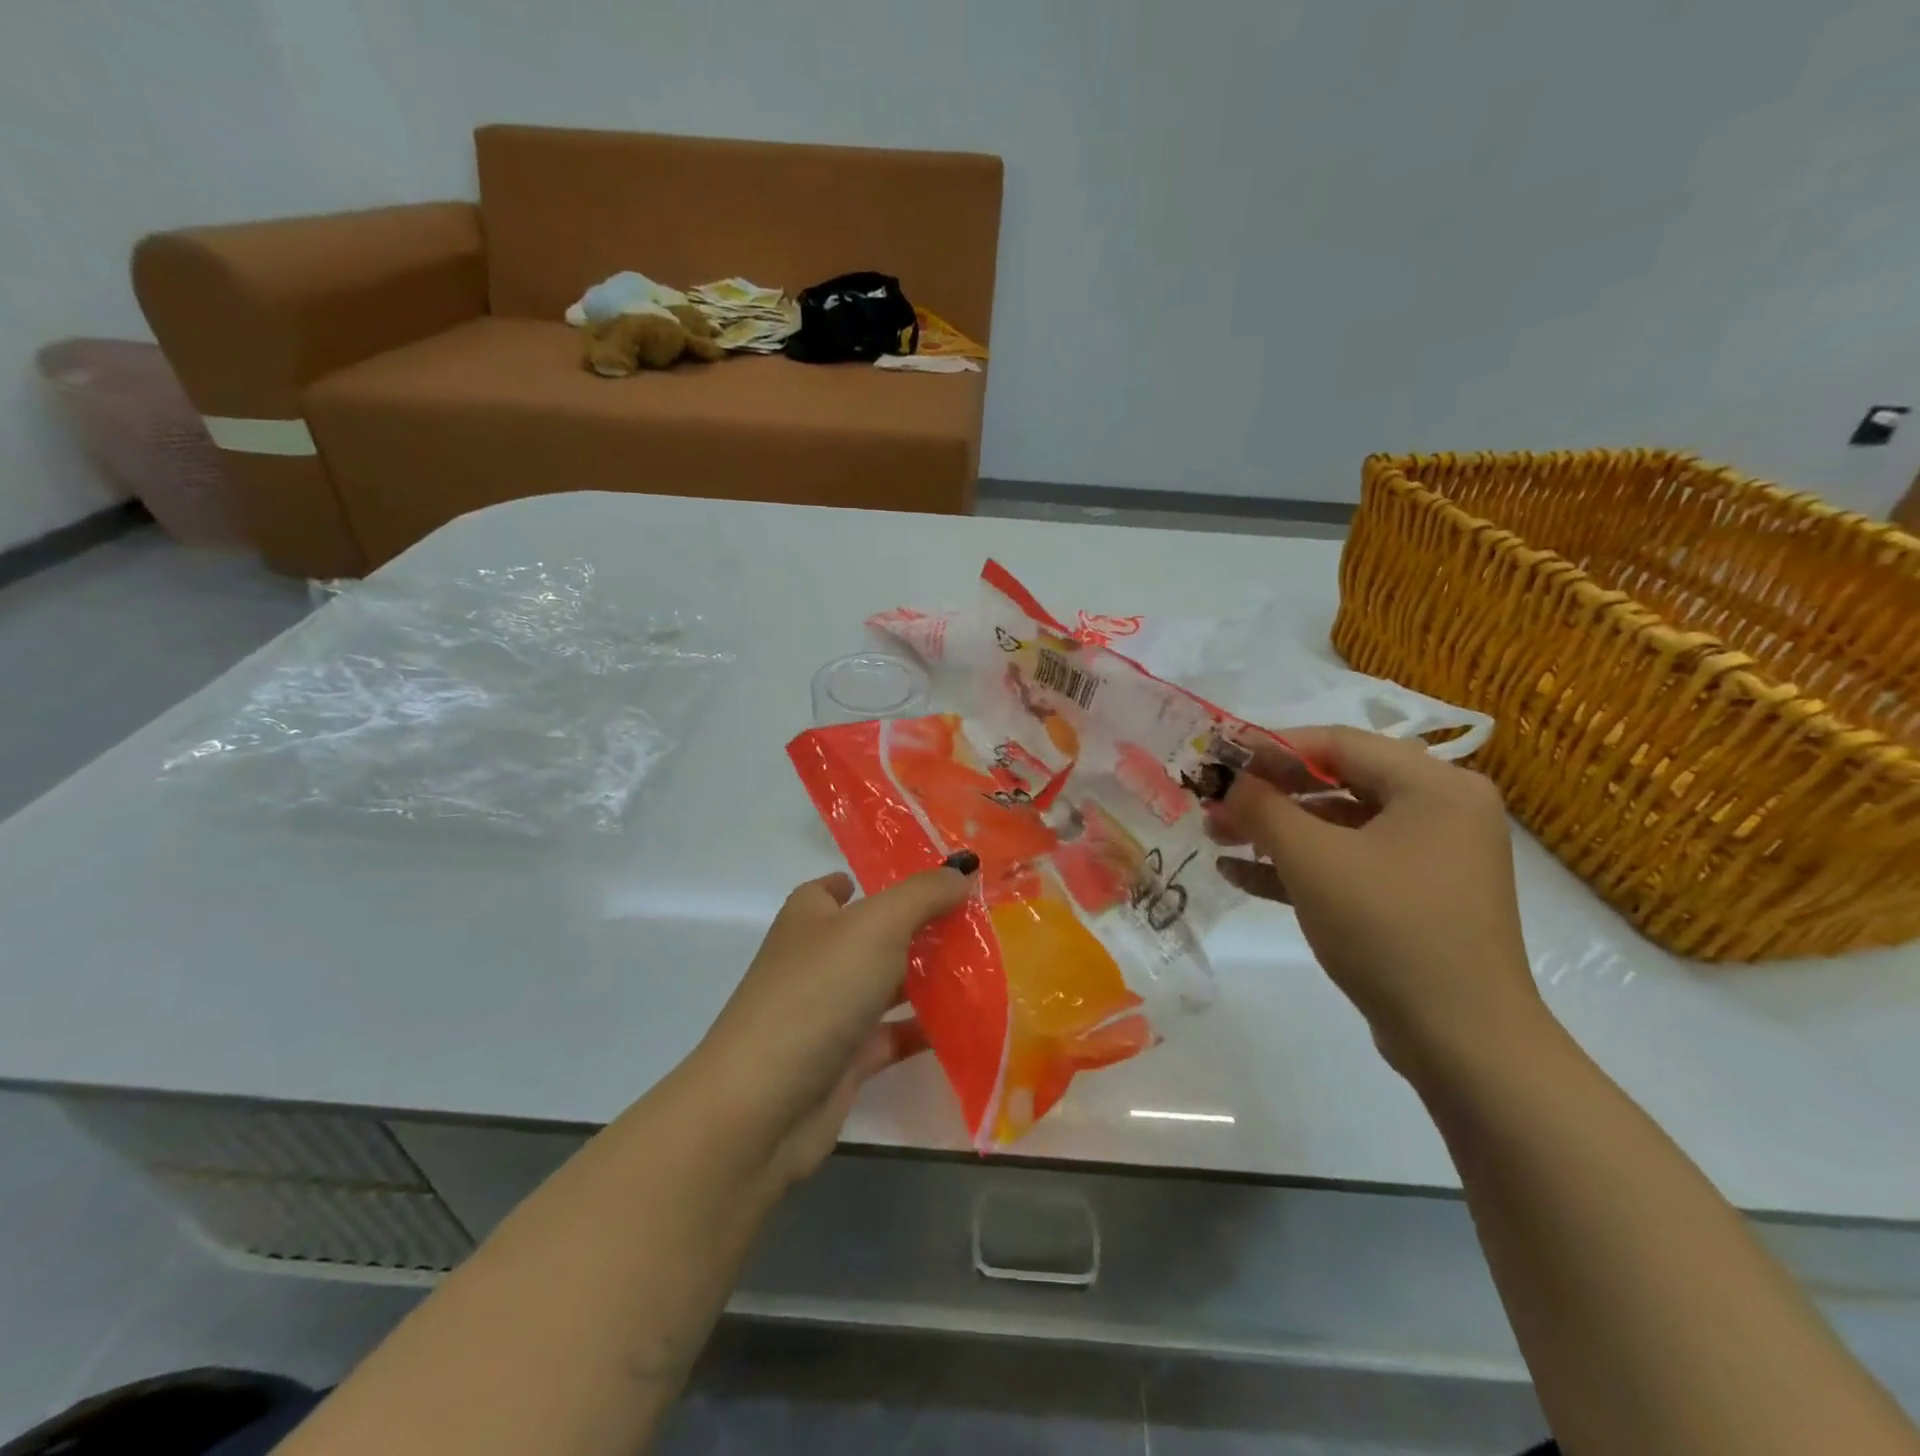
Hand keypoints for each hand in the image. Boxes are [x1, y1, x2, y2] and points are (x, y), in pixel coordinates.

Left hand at [694, 860, 976, 1188]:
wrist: (764, 1104)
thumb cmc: (817, 991)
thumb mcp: (876, 925)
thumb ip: (923, 895)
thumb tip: (962, 870)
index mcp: (810, 917)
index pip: (838, 887)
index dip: (876, 880)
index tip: (929, 881)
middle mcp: (819, 959)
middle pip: (874, 934)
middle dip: (920, 927)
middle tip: (978, 920)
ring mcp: (831, 1010)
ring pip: (887, 984)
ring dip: (929, 977)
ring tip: (987, 964)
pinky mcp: (847, 1059)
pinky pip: (895, 1035)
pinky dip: (926, 1028)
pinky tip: (970, 1019)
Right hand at [1208, 725, 1543, 1076]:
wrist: (1462, 1042)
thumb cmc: (1388, 929)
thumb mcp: (1313, 860)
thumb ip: (1262, 808)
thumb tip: (1229, 781)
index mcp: (1434, 785)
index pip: (1337, 743)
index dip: (1269, 747)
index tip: (1216, 758)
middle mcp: (1440, 811)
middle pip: (1336, 783)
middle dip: (1267, 795)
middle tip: (1212, 804)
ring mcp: (1430, 858)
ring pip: (1338, 827)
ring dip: (1275, 832)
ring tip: (1217, 838)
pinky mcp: (1415, 898)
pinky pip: (1350, 864)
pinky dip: (1299, 866)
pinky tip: (1241, 875)